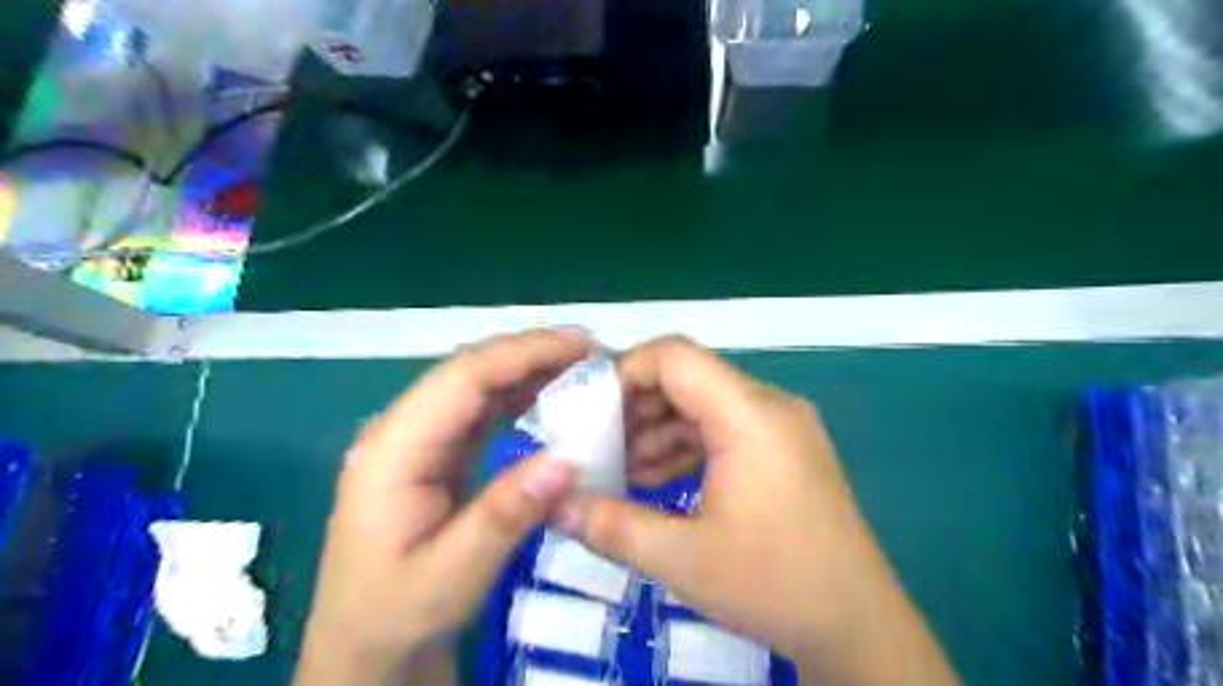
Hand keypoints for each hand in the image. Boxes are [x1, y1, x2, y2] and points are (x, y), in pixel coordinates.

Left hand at [298, 331, 595, 683]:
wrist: (366, 646)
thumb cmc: (397, 614)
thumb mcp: (451, 577)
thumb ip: (505, 515)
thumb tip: (567, 460)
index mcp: (393, 450)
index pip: (463, 378)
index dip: (524, 353)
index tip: (581, 346)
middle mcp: (402, 430)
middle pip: (470, 370)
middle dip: (532, 353)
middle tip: (593, 352)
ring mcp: (419, 439)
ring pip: (477, 385)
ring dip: (528, 370)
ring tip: (581, 369)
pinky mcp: (436, 452)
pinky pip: (481, 409)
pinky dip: (518, 396)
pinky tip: (549, 397)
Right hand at [557, 337, 960, 684]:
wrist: (856, 623)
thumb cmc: (773, 584)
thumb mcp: (682, 559)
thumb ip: (611, 526)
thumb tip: (554, 505)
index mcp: (750, 416)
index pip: (677, 357)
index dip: (627, 370)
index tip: (590, 406)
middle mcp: (768, 406)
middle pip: (689, 378)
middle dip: (636, 405)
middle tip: (596, 440)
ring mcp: (779, 427)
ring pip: (703, 404)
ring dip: (658, 429)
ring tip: (618, 466)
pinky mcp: (782, 449)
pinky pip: (722, 429)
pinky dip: (685, 446)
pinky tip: (654, 478)